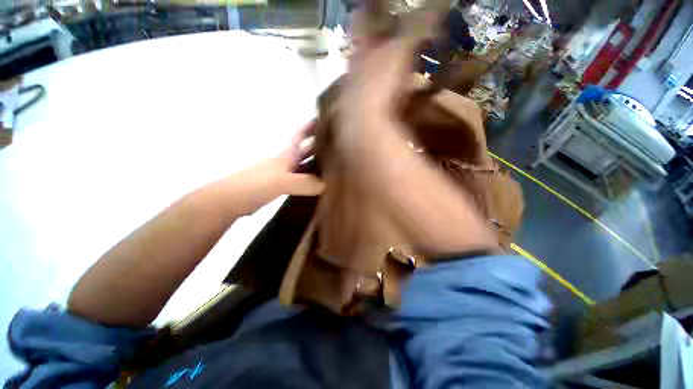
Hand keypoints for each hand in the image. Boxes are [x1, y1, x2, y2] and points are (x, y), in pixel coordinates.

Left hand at [227, 121, 324, 215]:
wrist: (229, 200)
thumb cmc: (254, 185)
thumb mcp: (280, 182)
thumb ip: (304, 183)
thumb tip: (326, 186)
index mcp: (285, 156)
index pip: (299, 137)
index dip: (309, 128)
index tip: (322, 120)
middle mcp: (284, 163)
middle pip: (302, 151)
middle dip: (317, 146)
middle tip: (335, 148)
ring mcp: (280, 175)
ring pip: (301, 166)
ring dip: (314, 164)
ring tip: (330, 168)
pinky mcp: (277, 187)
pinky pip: (298, 180)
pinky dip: (308, 180)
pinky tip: (315, 186)